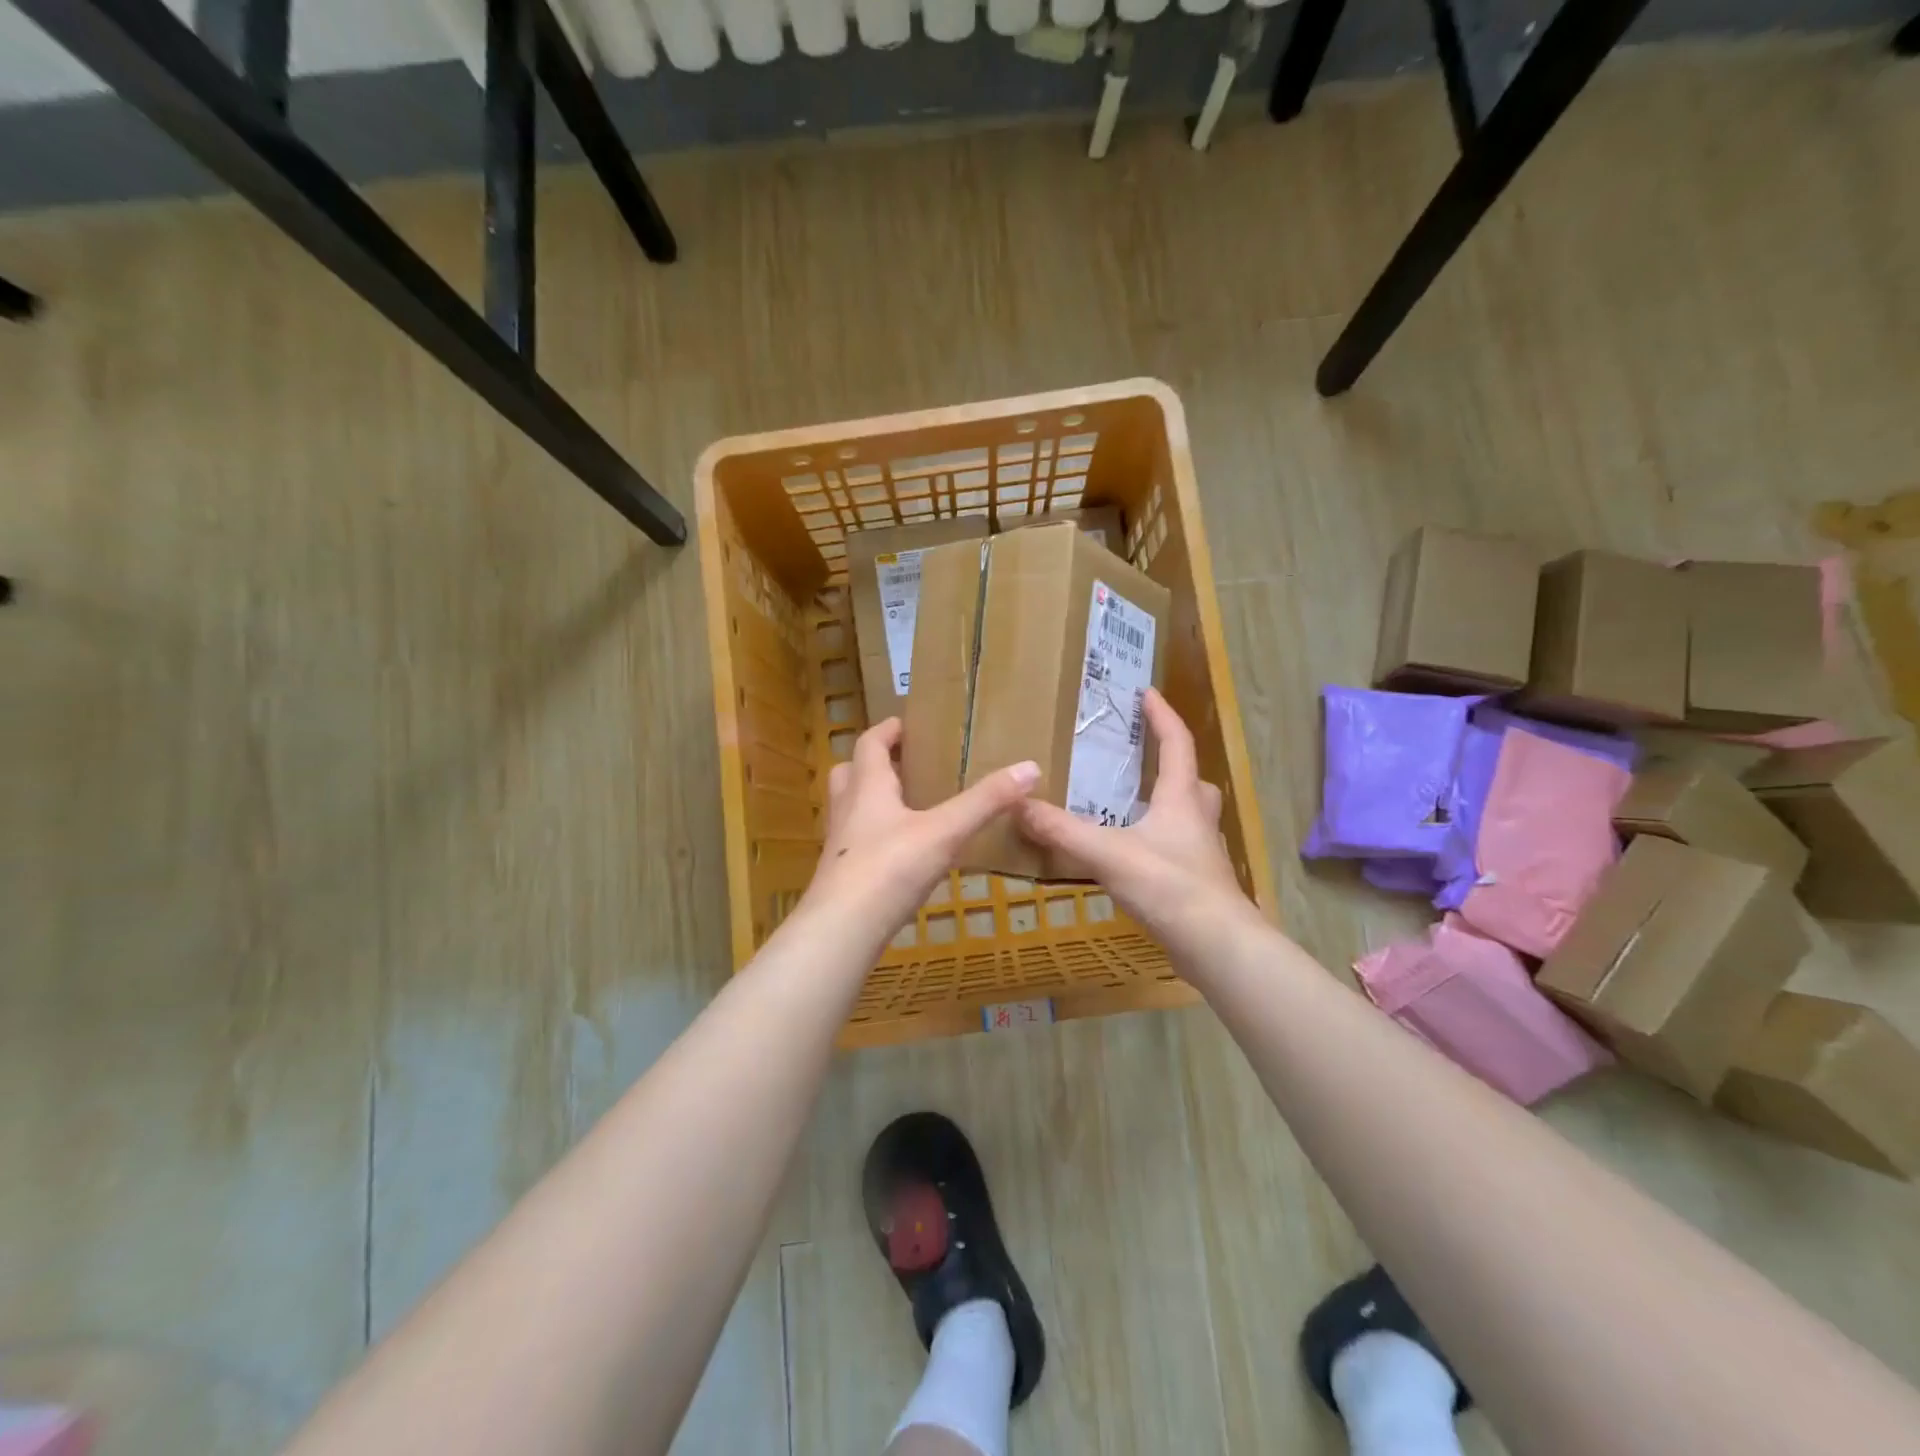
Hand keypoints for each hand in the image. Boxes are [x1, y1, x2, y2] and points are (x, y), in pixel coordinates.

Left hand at [802, 718, 1041, 945]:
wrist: (843, 929)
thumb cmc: (890, 868)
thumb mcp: (945, 831)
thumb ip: (985, 802)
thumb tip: (1030, 767)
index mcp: (868, 787)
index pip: (871, 743)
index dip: (887, 730)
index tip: (907, 724)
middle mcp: (848, 809)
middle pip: (850, 772)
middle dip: (874, 764)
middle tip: (905, 765)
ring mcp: (840, 844)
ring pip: (850, 809)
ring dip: (872, 800)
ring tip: (908, 806)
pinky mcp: (842, 876)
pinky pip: (857, 843)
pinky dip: (877, 837)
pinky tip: (903, 854)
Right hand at [1017, 689, 1259, 969]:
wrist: (1217, 945)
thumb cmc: (1169, 886)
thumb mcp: (1108, 854)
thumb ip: (1062, 831)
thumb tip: (1018, 806)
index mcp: (1181, 799)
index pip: (1177, 744)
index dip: (1163, 716)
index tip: (1147, 693)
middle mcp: (1198, 820)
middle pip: (1193, 780)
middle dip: (1173, 763)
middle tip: (1145, 759)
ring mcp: (1203, 853)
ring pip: (1191, 816)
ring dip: (1169, 804)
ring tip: (1134, 807)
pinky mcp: (1199, 883)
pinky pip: (1180, 847)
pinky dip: (1161, 841)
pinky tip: (1136, 857)